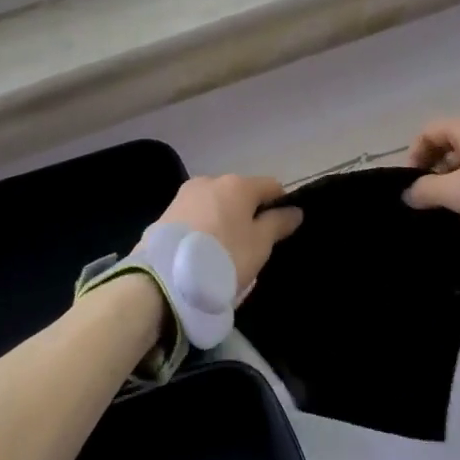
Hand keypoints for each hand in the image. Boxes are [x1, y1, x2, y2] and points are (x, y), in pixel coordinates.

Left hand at [151, 175, 302, 292]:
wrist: (164, 278)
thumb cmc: (224, 257)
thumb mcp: (260, 245)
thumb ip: (278, 224)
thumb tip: (295, 210)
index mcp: (238, 184)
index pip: (271, 186)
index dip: (280, 205)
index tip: (280, 231)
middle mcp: (211, 180)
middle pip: (240, 194)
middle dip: (248, 214)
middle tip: (250, 246)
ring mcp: (185, 195)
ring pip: (216, 204)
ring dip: (224, 220)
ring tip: (222, 252)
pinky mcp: (166, 213)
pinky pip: (195, 216)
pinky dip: (203, 228)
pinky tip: (201, 252)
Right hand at [405, 117, 459, 234]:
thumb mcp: (456, 192)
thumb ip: (425, 191)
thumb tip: (407, 194)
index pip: (429, 132)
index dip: (414, 155)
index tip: (412, 183)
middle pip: (450, 147)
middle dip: (436, 174)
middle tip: (432, 201)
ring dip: (458, 185)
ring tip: (456, 213)